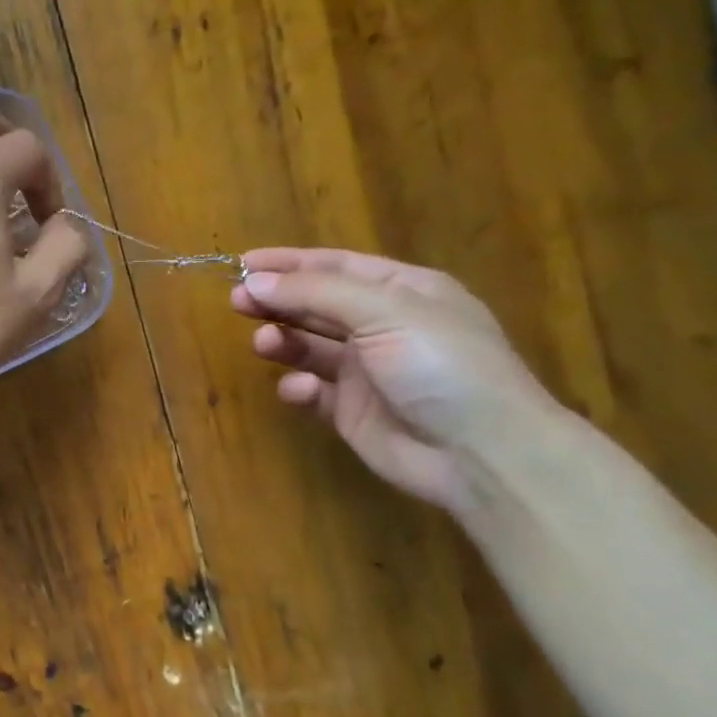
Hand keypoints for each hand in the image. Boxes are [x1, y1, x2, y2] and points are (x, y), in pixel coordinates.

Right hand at [232, 248, 563, 513]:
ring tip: (264, 344)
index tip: (242, 264)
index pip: (336, 266)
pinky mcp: (351, 412)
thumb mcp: (384, 312)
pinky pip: (313, 392)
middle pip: (317, 305)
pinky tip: (300, 391)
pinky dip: (300, 388)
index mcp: (403, 291)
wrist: (479, 452)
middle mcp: (384, 326)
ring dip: (284, 340)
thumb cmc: (441, 364)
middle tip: (237, 301)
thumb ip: (315, 293)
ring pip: (309, 347)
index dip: (289, 263)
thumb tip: (253, 281)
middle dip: (277, 301)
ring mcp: (367, 371)